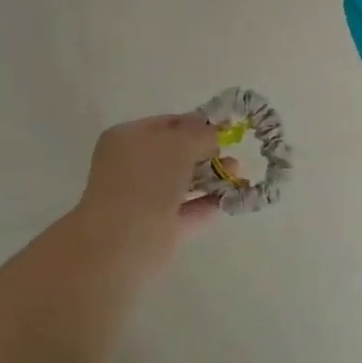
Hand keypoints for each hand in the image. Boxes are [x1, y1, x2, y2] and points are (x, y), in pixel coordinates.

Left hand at [73, 113, 227, 270]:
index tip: (224, 128)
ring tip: (238, 174)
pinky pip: (186, 211)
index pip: (166, 124)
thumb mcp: (181, 143)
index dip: (196, 124)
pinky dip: (207, 204)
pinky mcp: (156, 229)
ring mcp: (143, 199)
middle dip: (206, 153)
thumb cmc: (149, 178)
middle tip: (232, 153)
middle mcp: (132, 166)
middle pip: (175, 154)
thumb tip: (213, 137)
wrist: (124, 238)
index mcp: (127, 138)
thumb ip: (202, 135)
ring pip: (182, 183)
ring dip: (210, 178)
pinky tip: (230, 198)